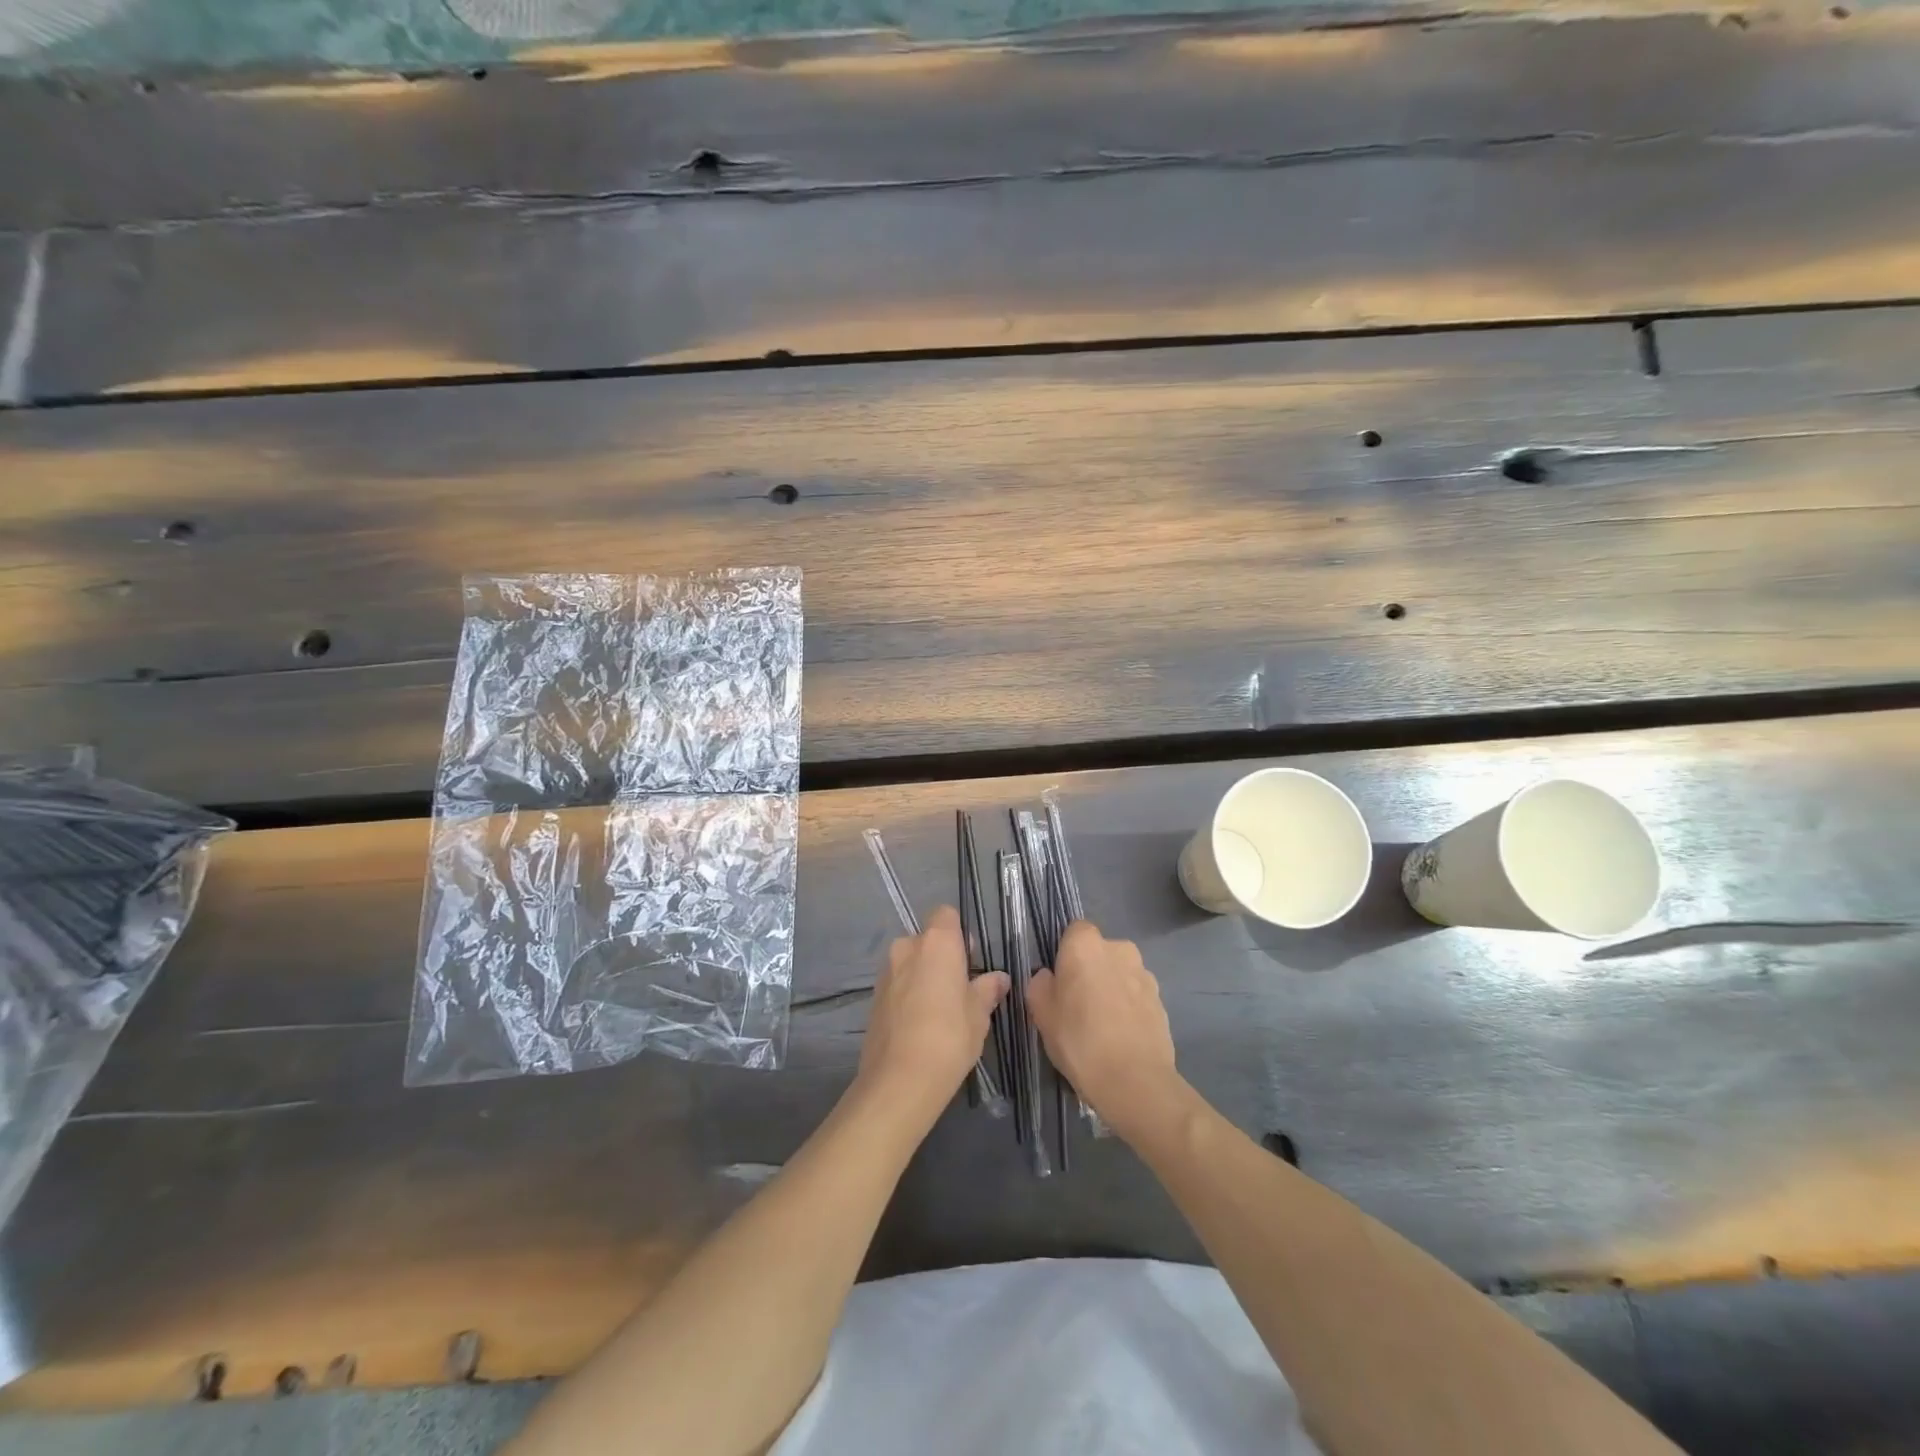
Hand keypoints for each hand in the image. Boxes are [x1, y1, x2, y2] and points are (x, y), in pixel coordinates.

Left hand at [856, 905, 1007, 1131]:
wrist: (899, 1080)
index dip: (959, 933)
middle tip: (958, 988)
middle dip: (941, 956)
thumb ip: (987, 990)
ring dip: (923, 975)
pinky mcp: (873, 997)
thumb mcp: (979, 1015)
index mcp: (937, 942)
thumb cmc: (949, 1037)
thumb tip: (999, 978)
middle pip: (927, 939)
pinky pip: (897, 983)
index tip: (970, 961)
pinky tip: (919, 1024)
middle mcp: (907, 947)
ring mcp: (886, 971)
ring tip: (939, 1010)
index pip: (946, 914)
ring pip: (910, 961)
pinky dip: (908, 993)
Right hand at [1027, 921, 1183, 1141]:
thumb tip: (1048, 977)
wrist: (1135, 1081)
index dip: (1064, 953)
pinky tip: (1120, 1038)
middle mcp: (1119, 949)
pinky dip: (1128, 1009)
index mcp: (1086, 944)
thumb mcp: (1041, 1013)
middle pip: (1099, 952)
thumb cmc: (1079, 1040)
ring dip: (1111, 989)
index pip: (1073, 931)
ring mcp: (1145, 974)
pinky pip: (1136, 996)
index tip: (1058, 981)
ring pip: (1119, 974)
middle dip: (1090, 971)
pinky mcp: (1161, 1001)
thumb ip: (1039, 985)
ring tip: (1101, 1027)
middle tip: (1076, 1006)